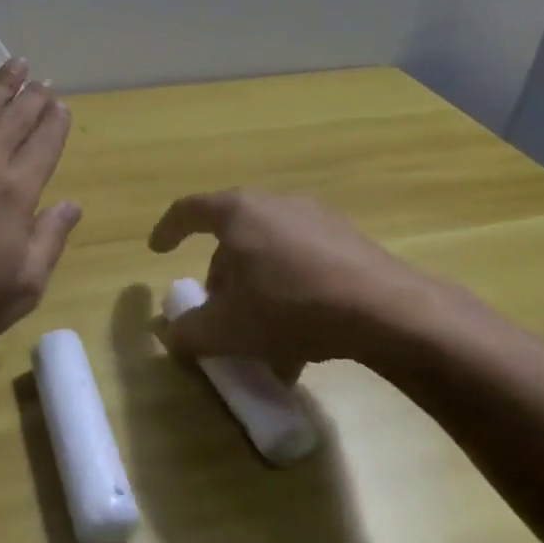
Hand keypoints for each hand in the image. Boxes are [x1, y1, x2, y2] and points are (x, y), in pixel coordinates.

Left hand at [0, 58, 79, 356]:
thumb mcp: (23, 284)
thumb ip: (50, 239)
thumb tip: (72, 204)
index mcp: (17, 191)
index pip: (45, 144)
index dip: (55, 122)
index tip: (61, 105)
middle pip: (16, 117)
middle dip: (34, 96)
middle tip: (43, 79)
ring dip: (1, 82)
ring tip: (16, 63)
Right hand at [147, 188, 464, 379]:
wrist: (385, 311)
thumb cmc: (290, 307)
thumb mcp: (227, 329)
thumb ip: (189, 332)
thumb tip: (175, 335)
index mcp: (238, 212)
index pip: (189, 210)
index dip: (167, 229)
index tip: (158, 250)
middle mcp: (275, 203)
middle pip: (232, 237)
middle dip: (220, 277)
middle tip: (218, 312)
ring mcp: (316, 218)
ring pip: (269, 253)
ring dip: (256, 290)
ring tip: (262, 338)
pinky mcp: (348, 240)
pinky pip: (303, 262)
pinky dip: (289, 292)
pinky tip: (301, 339)